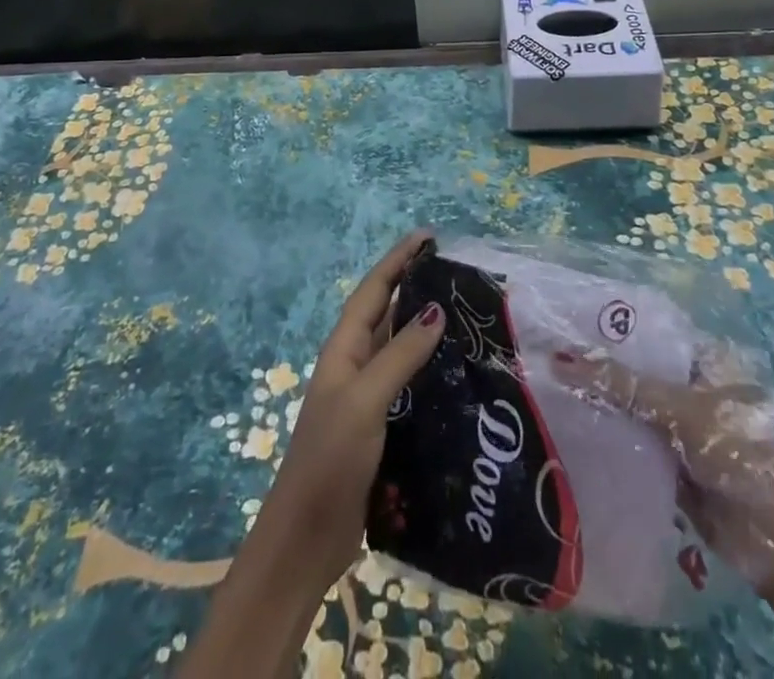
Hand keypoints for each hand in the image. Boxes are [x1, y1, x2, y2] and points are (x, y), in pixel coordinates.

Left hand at [254, 230, 446, 590]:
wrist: (307, 538)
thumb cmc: (330, 459)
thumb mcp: (364, 400)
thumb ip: (399, 355)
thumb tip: (436, 309)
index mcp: (344, 349)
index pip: (374, 290)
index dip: (398, 260)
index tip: (427, 236)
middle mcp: (355, 364)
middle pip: (388, 313)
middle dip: (416, 287)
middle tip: (457, 273)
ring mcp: (368, 397)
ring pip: (401, 348)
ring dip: (427, 329)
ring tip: (466, 316)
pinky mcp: (382, 427)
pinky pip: (410, 384)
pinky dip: (431, 371)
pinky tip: (459, 375)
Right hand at [552, 345, 773, 587]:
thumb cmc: (743, 454)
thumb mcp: (682, 409)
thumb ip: (623, 385)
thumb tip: (560, 360)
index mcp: (706, 363)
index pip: (650, 337)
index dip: (612, 331)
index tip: (566, 323)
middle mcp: (693, 392)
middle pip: (639, 374)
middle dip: (600, 370)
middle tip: (548, 354)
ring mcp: (683, 433)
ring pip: (633, 412)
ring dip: (601, 407)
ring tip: (547, 387)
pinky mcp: (673, 471)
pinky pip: (634, 449)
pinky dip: (609, 443)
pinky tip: (569, 430)